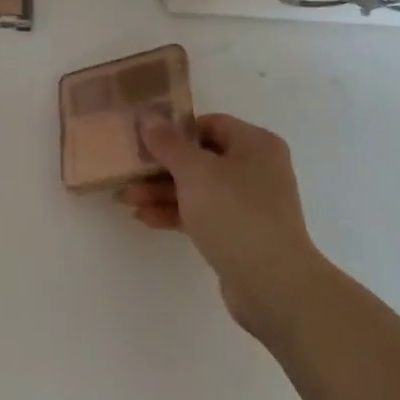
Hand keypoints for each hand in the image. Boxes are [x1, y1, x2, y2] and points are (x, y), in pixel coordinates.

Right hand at [123, 114, 325, 345]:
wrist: (272, 284)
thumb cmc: (235, 214)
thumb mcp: (195, 172)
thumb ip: (168, 143)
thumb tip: (148, 116)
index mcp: (255, 144)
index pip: (209, 124)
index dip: (175, 130)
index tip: (143, 139)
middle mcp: (256, 169)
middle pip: (200, 158)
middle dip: (161, 167)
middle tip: (127, 173)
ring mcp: (249, 203)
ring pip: (198, 189)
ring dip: (162, 192)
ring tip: (127, 200)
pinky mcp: (239, 233)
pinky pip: (202, 214)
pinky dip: (176, 214)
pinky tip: (146, 219)